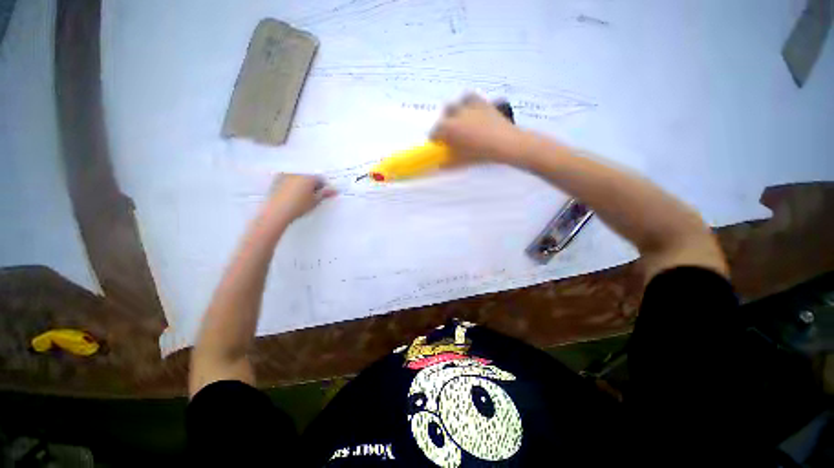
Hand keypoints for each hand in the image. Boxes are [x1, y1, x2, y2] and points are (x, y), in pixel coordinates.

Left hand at [266, 174, 335, 221]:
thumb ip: (325, 194)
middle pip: (309, 177)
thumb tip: (335, 191)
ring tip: (301, 197)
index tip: (321, 195)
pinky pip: (288, 181)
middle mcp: (297, 174)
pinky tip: (291, 196)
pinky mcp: (277, 181)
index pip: (320, 179)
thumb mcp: (315, 201)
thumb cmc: (299, 206)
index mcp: (308, 178)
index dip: (323, 187)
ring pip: (298, 179)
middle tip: (311, 197)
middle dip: (312, 185)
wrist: (277, 211)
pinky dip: (292, 186)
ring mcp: (286, 176)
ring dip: (302, 185)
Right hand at [430, 93, 529, 164]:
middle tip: (450, 132)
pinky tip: (472, 110)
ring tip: (460, 118)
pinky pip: (471, 98)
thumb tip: (441, 166)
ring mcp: (470, 107)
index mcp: (448, 128)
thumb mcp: (462, 161)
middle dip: (445, 122)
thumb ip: (449, 163)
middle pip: (445, 113)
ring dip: (456, 110)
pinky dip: (469, 103)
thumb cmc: (480, 154)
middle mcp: (456, 114)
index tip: (438, 143)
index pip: (435, 131)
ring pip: (457, 103)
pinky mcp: (482, 103)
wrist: (504, 143)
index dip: (435, 138)